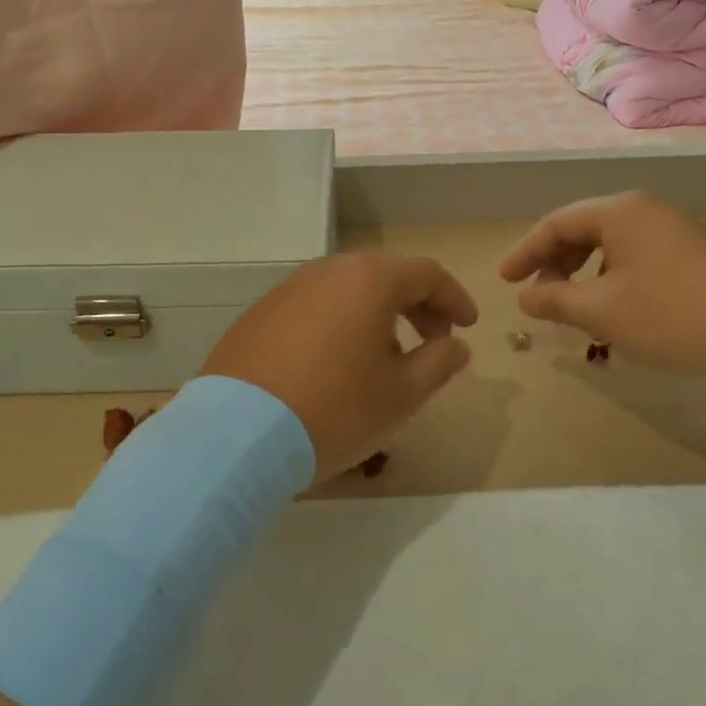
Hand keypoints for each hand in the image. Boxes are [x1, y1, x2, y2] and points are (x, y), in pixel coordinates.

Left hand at [202, 253, 478, 480]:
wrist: (237, 434)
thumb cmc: (334, 409)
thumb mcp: (401, 394)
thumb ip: (438, 363)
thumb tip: (455, 345)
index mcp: (369, 281)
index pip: (427, 274)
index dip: (454, 298)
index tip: (467, 326)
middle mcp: (328, 271)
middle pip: (385, 277)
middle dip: (417, 306)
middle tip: (433, 342)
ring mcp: (289, 289)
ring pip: (347, 291)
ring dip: (377, 315)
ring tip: (384, 358)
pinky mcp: (260, 313)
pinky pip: (314, 307)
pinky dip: (339, 324)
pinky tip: (335, 364)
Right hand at [498, 191, 705, 384]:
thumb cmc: (671, 315)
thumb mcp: (601, 311)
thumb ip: (554, 300)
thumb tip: (526, 296)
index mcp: (619, 211)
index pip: (556, 223)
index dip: (525, 252)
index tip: (505, 281)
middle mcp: (644, 210)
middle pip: (583, 229)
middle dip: (554, 262)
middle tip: (537, 295)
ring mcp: (673, 229)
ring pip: (610, 244)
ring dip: (582, 272)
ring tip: (572, 305)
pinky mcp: (693, 252)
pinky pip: (635, 255)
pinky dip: (611, 276)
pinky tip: (615, 306)